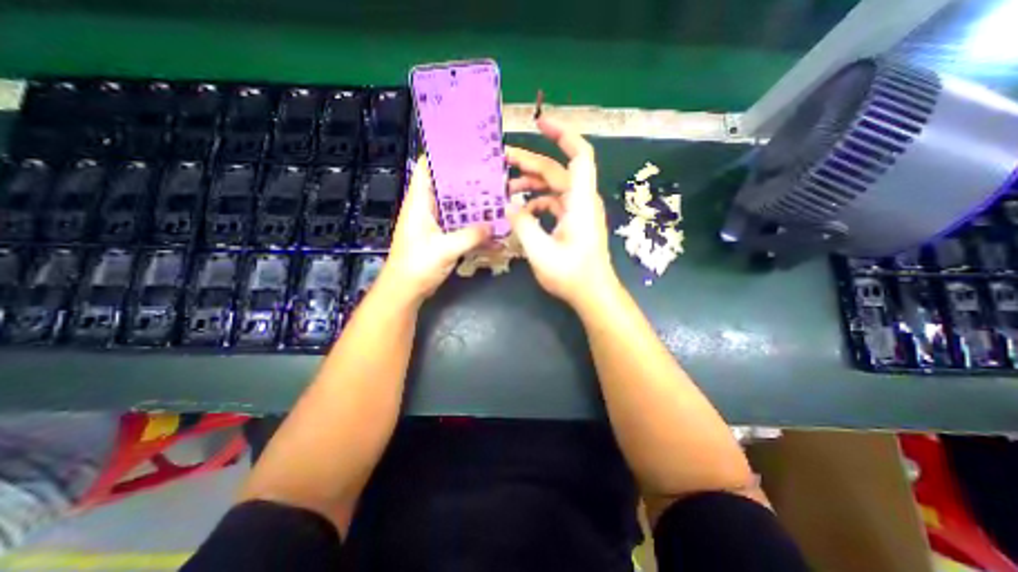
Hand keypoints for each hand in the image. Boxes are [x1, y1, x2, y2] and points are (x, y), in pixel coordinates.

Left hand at [381, 157, 492, 305]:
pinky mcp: (443, 237)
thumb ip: (470, 236)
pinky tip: (492, 227)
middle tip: (493, 174)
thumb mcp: (444, 249)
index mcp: (420, 202)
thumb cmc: (417, 266)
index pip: (428, 168)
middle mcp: (428, 208)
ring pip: (457, 206)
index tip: (469, 149)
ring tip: (497, 196)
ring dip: (474, 203)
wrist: (406, 291)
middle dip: (469, 180)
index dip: (444, 155)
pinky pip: (461, 225)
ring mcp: (436, 223)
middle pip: (448, 186)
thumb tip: (494, 225)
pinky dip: (474, 225)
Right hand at [506, 114, 615, 307]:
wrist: (593, 294)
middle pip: (557, 170)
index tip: (540, 123)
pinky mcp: (573, 221)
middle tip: (501, 159)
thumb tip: (507, 204)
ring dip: (530, 184)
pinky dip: (537, 202)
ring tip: (505, 188)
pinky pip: (554, 203)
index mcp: (580, 201)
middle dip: (529, 162)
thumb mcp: (540, 251)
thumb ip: (522, 224)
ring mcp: (578, 211)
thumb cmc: (571, 275)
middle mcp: (582, 200)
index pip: (579, 155)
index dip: (563, 134)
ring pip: (554, 187)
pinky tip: (520, 210)